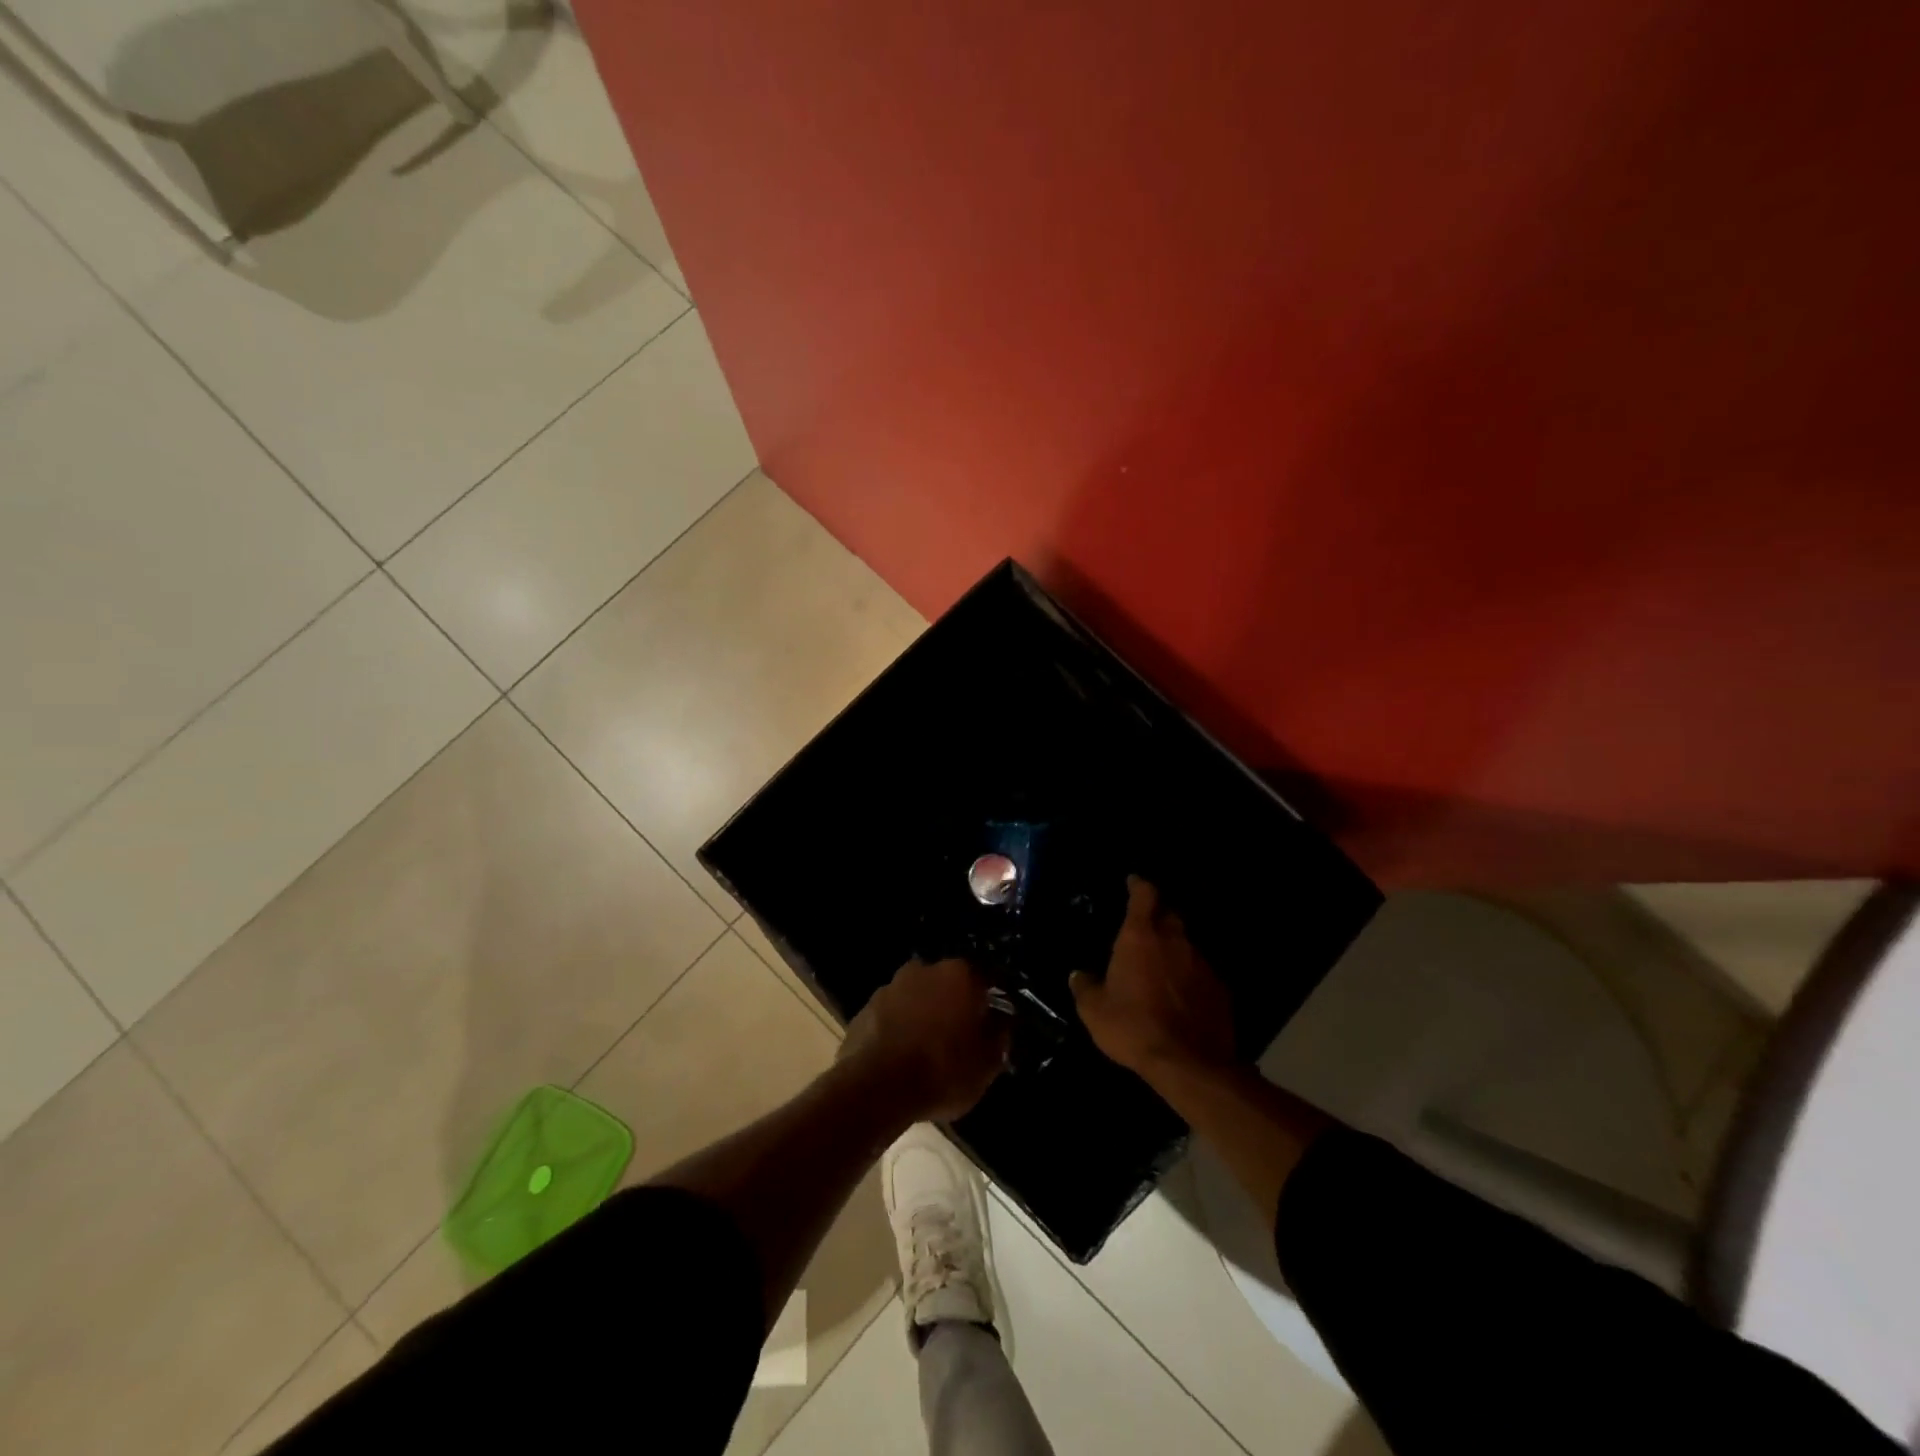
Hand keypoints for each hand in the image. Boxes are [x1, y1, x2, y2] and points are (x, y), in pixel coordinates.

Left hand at [842, 957, 1009, 1119]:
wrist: (875, 1087)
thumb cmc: (942, 1070)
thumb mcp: (987, 1063)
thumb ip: (999, 1036)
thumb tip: (1002, 1022)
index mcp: (960, 974)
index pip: (986, 980)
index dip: (993, 1003)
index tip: (996, 1023)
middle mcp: (925, 969)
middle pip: (949, 985)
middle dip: (956, 1005)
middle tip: (962, 1037)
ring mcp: (891, 986)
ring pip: (918, 997)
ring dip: (925, 1015)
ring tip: (929, 1049)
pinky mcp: (865, 1008)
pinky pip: (893, 1015)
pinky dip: (900, 1028)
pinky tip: (902, 1056)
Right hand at [1071, 877, 1235, 1077]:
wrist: (1189, 1064)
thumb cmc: (1134, 1028)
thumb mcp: (1094, 1011)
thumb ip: (1085, 987)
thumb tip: (1078, 975)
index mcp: (1140, 937)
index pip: (1144, 895)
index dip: (1139, 885)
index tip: (1133, 881)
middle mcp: (1174, 941)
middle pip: (1169, 915)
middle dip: (1157, 917)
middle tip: (1144, 929)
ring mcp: (1201, 963)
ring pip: (1186, 945)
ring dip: (1173, 950)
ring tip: (1161, 968)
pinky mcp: (1219, 989)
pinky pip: (1200, 973)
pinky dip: (1189, 977)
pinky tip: (1181, 996)